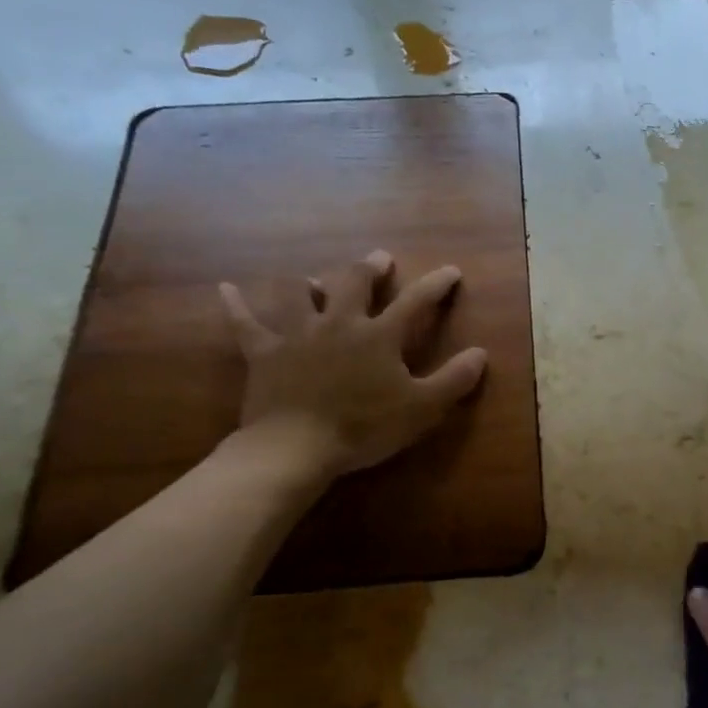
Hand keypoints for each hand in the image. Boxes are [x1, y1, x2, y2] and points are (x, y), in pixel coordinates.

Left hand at [218, 249, 487, 482]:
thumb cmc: (364, 427)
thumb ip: (453, 379)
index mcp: (379, 335)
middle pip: (354, 281)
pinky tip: (226, 289)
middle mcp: (339, 322)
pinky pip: (246, 322)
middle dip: (370, 267)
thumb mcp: (421, 408)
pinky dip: (236, 305)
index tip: (451, 271)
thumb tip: (481, 353)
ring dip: (310, 282)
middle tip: (379, 259)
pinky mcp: (264, 352)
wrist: (296, 447)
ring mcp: (297, 333)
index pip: (416, 301)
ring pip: (300, 292)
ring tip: (315, 280)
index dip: (436, 284)